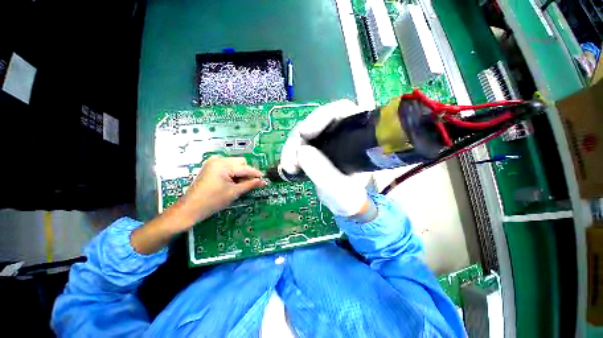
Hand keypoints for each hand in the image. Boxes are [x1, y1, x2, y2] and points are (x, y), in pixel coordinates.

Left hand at [178, 157, 265, 224]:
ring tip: (239, 185)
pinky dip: (233, 173)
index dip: (256, 174)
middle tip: (249, 184)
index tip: (264, 180)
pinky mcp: (211, 167)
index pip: (245, 168)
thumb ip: (250, 185)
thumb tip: (263, 181)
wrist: (190, 209)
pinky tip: (233, 183)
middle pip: (241, 162)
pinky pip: (228, 167)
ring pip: (235, 164)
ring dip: (240, 173)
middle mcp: (218, 160)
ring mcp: (213, 163)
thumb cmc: (212, 201)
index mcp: (223, 164)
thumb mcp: (234, 192)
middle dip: (247, 173)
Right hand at [280, 100, 370, 217]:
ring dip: (293, 147)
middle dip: (299, 138)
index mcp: (359, 137)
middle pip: (318, 121)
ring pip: (307, 133)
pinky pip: (303, 144)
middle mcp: (344, 133)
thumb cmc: (354, 200)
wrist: (351, 207)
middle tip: (290, 160)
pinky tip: (290, 165)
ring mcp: (330, 140)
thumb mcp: (341, 191)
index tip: (304, 134)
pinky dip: (294, 153)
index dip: (319, 118)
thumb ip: (324, 173)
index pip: (341, 111)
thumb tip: (301, 151)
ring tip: (288, 166)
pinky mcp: (320, 149)